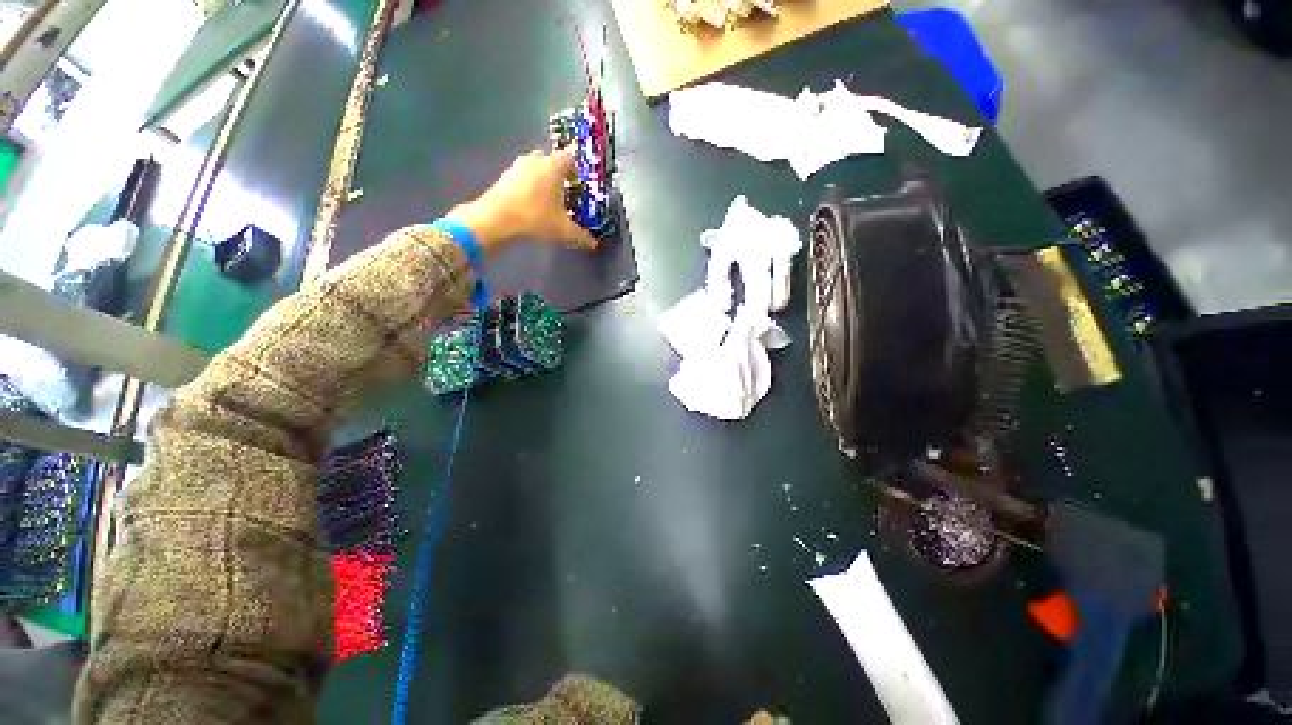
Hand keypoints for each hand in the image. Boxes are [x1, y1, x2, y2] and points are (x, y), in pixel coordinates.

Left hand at [446, 150, 597, 255]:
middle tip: (564, 193)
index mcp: (553, 167)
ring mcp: (517, 166)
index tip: (577, 184)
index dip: (575, 171)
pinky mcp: (504, 176)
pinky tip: (530, 204)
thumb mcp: (563, 230)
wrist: (496, 218)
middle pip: (551, 161)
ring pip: (535, 168)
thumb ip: (581, 236)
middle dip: (558, 175)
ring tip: (547, 200)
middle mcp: (535, 160)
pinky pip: (522, 177)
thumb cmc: (535, 218)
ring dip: (542, 180)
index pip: (569, 159)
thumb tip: (594, 244)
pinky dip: (529, 186)